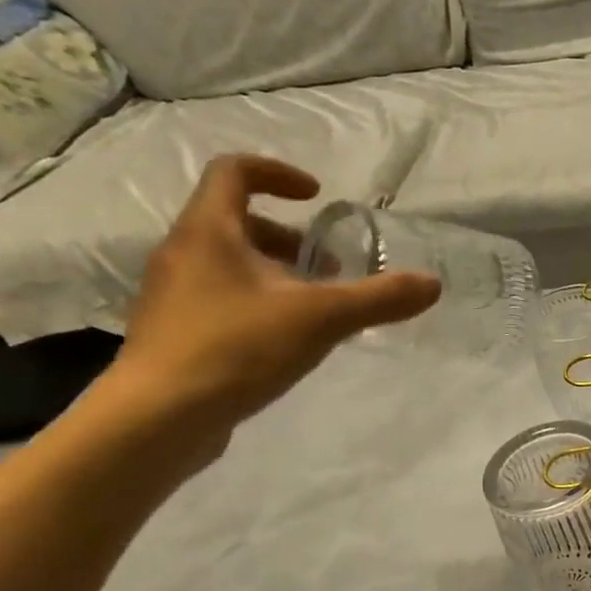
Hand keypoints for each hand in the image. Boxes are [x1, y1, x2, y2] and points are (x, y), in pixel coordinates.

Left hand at [110, 155, 438, 431]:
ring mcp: (173, 295)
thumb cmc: (236, 348)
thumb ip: (379, 299)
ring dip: (275, 273)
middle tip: (329, 267)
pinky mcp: (175, 333)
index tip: (318, 198)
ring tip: (315, 308)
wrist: (158, 418)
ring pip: (228, 264)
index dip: (279, 174)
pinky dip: (257, 303)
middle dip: (289, 237)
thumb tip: (432, 285)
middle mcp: (182, 253)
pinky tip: (286, 341)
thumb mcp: (321, 319)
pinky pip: (220, 299)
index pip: (235, 171)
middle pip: (235, 221)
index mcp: (209, 231)